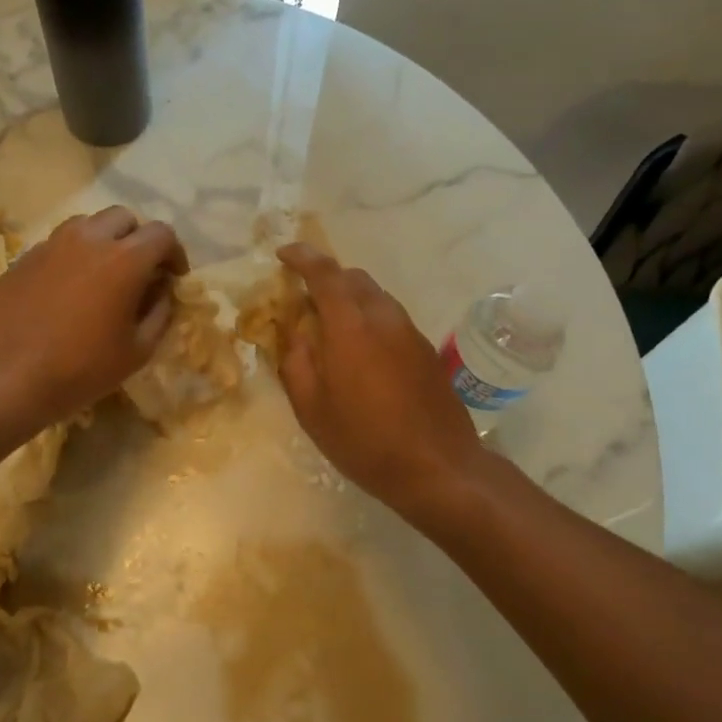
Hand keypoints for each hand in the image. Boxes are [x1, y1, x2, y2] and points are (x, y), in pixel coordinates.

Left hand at [0, 207, 186, 435]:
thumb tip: (162, 291)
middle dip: (139, 239)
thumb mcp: (137, 352)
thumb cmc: (80, 369)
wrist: (2, 376)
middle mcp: (88, 239)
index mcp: (124, 259)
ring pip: (87, 225)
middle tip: (140, 272)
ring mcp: (51, 244)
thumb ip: (160, 314)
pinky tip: (68, 290)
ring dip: (104, 241)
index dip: (174, 253)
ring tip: (103, 275)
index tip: (173, 277)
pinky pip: (58, 244)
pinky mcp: (23, 258)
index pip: (162, 234)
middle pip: (123, 218)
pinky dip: (74, 256)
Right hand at [276, 244, 484, 519]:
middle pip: (354, 279)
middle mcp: (383, 318)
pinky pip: (390, 318)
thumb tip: (295, 334)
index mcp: (350, 327)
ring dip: (350, 299)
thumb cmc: (364, 441)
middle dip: (326, 278)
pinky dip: (368, 318)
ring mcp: (410, 332)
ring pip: (375, 297)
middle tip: (303, 299)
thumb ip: (296, 362)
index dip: (302, 257)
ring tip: (330, 328)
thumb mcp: (312, 408)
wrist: (438, 467)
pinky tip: (360, 352)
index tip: (283, 254)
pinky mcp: (425, 350)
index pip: (325, 273)